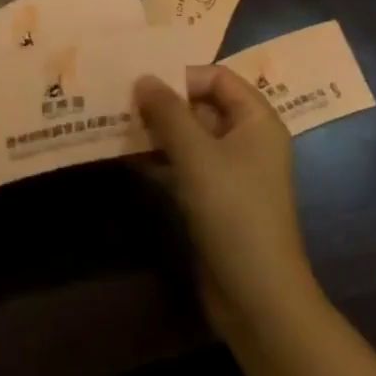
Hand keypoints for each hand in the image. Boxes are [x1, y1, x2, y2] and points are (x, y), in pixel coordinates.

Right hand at [135, 65, 319, 337]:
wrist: (258, 300)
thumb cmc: (234, 212)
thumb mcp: (197, 155)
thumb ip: (168, 112)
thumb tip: (143, 78)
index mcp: (257, 120)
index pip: (217, 77)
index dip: (182, 75)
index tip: (143, 82)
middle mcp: (247, 140)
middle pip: (202, 104)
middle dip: (164, 102)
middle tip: (121, 99)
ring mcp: (232, 172)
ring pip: (190, 136)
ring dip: (157, 130)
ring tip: (117, 123)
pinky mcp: (215, 200)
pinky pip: (185, 165)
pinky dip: (160, 158)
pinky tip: (127, 156)